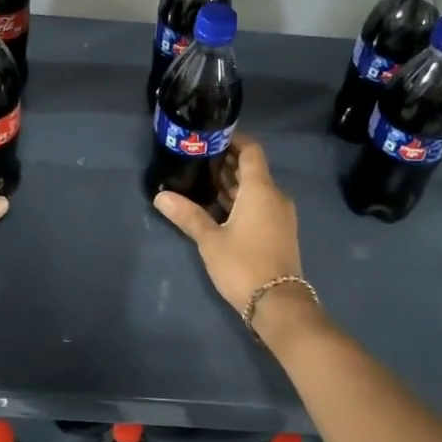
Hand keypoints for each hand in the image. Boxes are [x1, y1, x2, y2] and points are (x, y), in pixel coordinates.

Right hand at [154, 134, 305, 315]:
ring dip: (232, 184)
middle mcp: (275, 196)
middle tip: (197, 159)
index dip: (234, 140)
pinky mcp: (279, 232)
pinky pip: (259, 205)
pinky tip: (217, 208)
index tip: (211, 137)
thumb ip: (188, 215)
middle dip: (227, 163)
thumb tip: (160, 196)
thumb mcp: (210, 240)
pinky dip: (241, 201)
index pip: (251, 151)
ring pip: (255, 189)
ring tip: (202, 181)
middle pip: (252, 169)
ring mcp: (280, 215)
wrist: (278, 304)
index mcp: (261, 190)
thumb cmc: (243, 264)